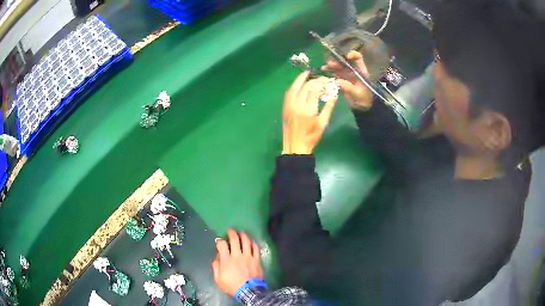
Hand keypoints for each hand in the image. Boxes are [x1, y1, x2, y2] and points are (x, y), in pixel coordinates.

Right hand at [212, 229, 263, 296]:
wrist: (249, 292)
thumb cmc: (232, 286)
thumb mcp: (218, 279)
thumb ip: (216, 267)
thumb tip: (217, 257)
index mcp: (226, 260)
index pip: (221, 245)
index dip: (219, 240)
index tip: (219, 240)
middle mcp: (237, 255)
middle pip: (234, 239)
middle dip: (231, 232)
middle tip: (230, 230)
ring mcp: (248, 256)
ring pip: (246, 241)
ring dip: (243, 235)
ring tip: (241, 232)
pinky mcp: (257, 259)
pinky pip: (256, 247)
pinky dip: (253, 242)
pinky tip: (251, 241)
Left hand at [283, 72, 337, 154]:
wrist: (295, 147)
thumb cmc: (311, 137)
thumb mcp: (323, 123)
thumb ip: (328, 107)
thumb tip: (334, 94)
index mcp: (308, 109)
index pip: (314, 89)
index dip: (321, 82)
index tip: (327, 80)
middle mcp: (297, 104)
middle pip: (305, 87)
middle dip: (314, 80)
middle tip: (320, 78)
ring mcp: (289, 105)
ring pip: (294, 87)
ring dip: (300, 79)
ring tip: (307, 73)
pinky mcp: (284, 108)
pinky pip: (288, 93)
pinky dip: (293, 86)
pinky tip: (297, 84)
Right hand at [321, 51, 373, 109]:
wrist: (362, 106)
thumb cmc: (364, 98)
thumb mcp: (357, 93)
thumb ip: (348, 87)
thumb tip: (336, 81)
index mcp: (360, 70)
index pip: (358, 58)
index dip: (352, 54)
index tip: (346, 56)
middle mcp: (353, 70)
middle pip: (345, 61)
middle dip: (337, 61)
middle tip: (330, 64)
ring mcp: (347, 74)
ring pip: (338, 66)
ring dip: (331, 65)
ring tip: (324, 67)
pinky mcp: (342, 79)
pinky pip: (334, 73)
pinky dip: (329, 71)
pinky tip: (323, 71)